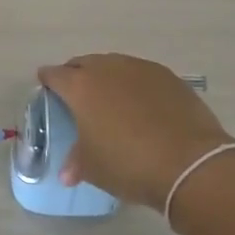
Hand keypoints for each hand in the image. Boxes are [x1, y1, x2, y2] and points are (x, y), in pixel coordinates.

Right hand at [38, 53, 234, 208]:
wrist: (189, 162)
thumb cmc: (128, 164)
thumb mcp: (93, 168)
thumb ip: (76, 162)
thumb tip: (68, 172)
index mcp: (81, 87)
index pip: (55, 75)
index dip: (48, 79)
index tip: (45, 84)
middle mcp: (108, 69)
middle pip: (84, 63)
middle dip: (76, 74)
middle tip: (76, 91)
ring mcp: (141, 69)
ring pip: (115, 65)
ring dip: (107, 77)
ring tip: (110, 98)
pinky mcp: (169, 77)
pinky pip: (142, 74)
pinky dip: (135, 84)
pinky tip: (141, 103)